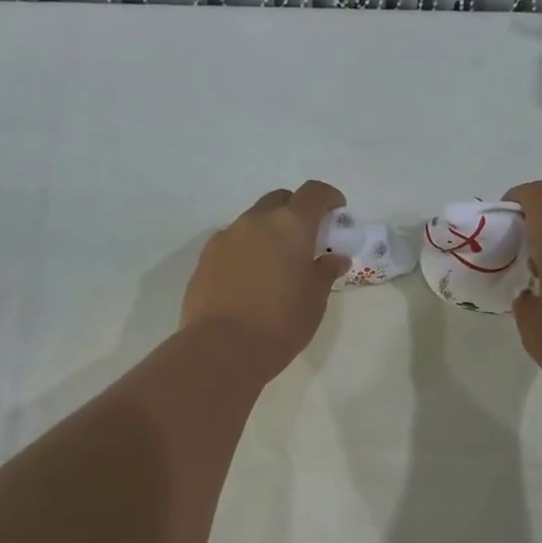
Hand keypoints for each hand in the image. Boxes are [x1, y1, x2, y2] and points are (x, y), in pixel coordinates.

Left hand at [181, 181, 350, 377]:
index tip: (337, 211)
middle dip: (296, 211)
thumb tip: (334, 259)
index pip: (313, 193)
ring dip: (268, 232)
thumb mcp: (314, 301)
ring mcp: (226, 237)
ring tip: (276, 263)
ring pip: (253, 221)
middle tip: (306, 239)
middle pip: (279, 200)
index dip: (328, 197)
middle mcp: (256, 221)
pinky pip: (232, 243)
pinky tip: (249, 278)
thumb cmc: (280, 324)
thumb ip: (325, 272)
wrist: (222, 349)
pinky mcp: (205, 258)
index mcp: (290, 225)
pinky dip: (246, 250)